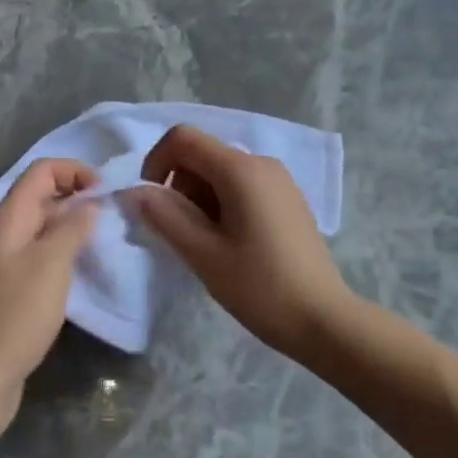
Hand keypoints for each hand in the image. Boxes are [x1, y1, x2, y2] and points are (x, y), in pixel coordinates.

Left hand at [0, 160, 99, 429]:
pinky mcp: (15, 288)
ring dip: (75, 226)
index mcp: (10, 217)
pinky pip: (44, 254)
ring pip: (46, 226)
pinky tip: (86, 271)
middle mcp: (7, 232)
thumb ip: (73, 226)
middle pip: (44, 195)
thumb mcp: (51, 262)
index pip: (42, 171)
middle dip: (79, 196)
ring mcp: (9, 261)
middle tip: (113, 216)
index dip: (75, 171)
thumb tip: (91, 202)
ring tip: (106, 241)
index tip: (106, 192)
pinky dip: (67, 253)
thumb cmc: (16, 313)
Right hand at [134, 125, 353, 359]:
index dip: (156, 162)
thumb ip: (164, 216)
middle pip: (202, 155)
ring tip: (207, 246)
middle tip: (183, 235)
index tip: (152, 203)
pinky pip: (242, 186)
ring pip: (220, 172)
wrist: (324, 319)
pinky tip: (230, 245)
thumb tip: (134, 192)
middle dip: (179, 186)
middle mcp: (262, 162)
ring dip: (200, 199)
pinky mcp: (287, 199)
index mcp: (240, 169)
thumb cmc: (260, 287)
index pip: (183, 138)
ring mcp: (279, 180)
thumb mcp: (203, 254)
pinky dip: (222, 205)